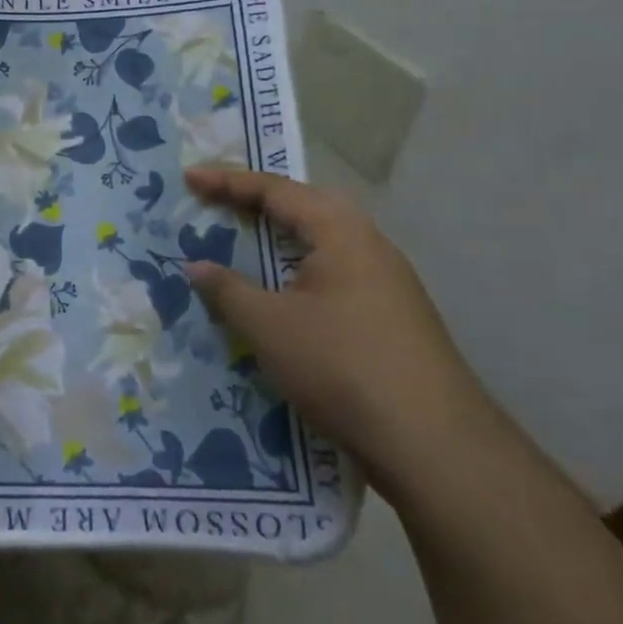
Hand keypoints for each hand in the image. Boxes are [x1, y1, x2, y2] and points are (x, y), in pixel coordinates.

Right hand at [182, 167, 497, 500]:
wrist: (433, 445)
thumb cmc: (341, 366)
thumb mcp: (268, 326)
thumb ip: (227, 290)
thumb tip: (196, 266)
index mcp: (341, 232)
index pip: (276, 190)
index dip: (227, 181)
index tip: (189, 178)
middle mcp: (368, 246)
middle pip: (305, 208)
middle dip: (258, 202)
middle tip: (217, 203)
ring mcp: (386, 283)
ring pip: (321, 245)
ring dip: (279, 240)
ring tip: (243, 245)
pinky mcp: (391, 318)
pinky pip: (332, 276)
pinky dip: (297, 273)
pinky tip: (281, 298)